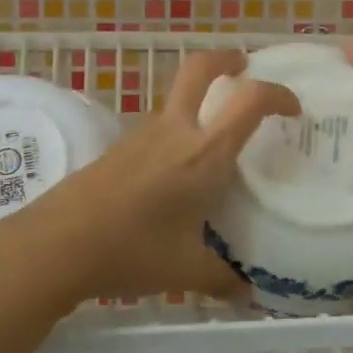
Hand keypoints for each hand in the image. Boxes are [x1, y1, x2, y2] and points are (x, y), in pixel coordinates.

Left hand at [9, 49, 301, 302]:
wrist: (59, 242)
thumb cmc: (132, 250)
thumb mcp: (185, 270)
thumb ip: (223, 279)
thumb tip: (248, 294)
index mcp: (204, 153)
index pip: (249, 101)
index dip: (277, 95)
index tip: (293, 110)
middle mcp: (175, 130)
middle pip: (200, 68)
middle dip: (226, 59)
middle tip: (244, 65)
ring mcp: (142, 133)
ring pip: (177, 97)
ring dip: (200, 98)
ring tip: (216, 132)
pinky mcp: (120, 145)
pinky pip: (159, 125)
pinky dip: (178, 128)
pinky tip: (177, 168)